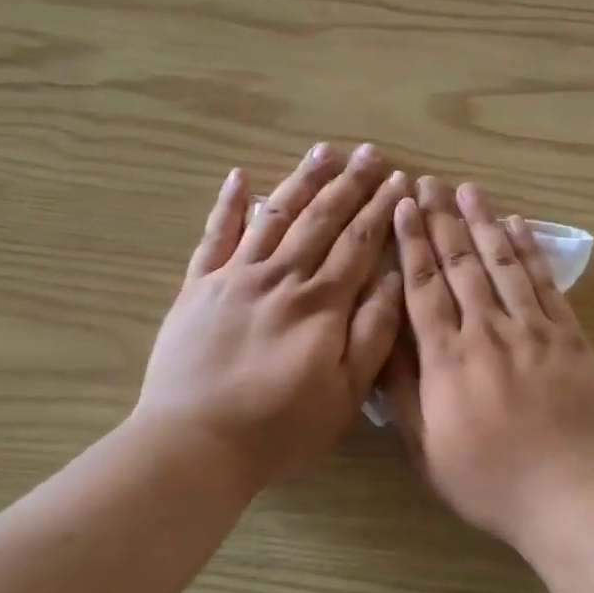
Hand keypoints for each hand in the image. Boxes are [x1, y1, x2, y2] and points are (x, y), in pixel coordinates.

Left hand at [136, 143, 407, 490]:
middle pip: (321, 219)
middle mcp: (281, 276)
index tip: (399, 179)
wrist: (194, 442)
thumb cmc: (279, 427)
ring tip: (322, 150)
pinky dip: (227, 205)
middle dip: (349, 184)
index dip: (381, 208)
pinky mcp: (197, 287)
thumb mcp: (344, 393)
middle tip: (369, 152)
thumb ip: (372, 332)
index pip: (359, 242)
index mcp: (320, 303)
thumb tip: (394, 277)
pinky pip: (215, 236)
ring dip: (301, 181)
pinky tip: (238, 176)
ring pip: (274, 215)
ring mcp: (234, 277)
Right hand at [384, 176, 593, 548]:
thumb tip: (382, 340)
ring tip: (469, 190)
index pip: (423, 287)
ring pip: (502, 264)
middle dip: (442, 221)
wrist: (573, 494)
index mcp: (448, 359)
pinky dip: (529, 252)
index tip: (403, 207)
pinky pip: (545, 284)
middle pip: (460, 265)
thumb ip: (403, 391)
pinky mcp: (570, 337)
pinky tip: (518, 227)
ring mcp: (533, 330)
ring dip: (484, 223)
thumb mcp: (427, 448)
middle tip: (429, 182)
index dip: (411, 243)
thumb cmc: (490, 481)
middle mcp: (487, 331)